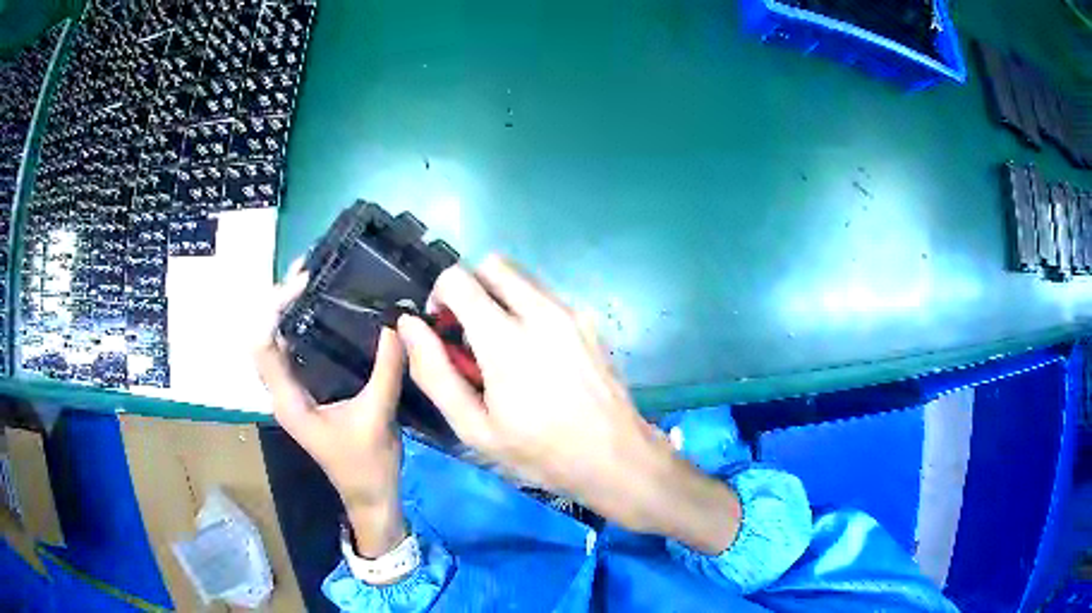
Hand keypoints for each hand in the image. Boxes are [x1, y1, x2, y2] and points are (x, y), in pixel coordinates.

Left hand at [254, 259, 406, 556]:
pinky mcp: (308, 392)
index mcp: (288, 401)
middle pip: (265, 336)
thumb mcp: (378, 417)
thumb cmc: (368, 466)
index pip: (263, 345)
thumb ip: (385, 370)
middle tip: (308, 268)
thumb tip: (396, 323)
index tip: (303, 283)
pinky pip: (294, 350)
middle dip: (279, 299)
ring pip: (277, 341)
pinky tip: (324, 310)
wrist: (370, 497)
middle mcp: (282, 392)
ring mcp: (293, 392)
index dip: (274, 309)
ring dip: (287, 309)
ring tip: (312, 278)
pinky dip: (302, 324)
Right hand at [398, 255, 739, 552]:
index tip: (442, 326)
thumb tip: (408, 325)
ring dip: (500, 297)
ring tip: (504, 347)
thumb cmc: (540, 452)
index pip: (459, 278)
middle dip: (471, 286)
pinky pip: (547, 296)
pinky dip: (529, 309)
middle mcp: (541, 312)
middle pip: (493, 264)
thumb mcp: (474, 427)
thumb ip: (434, 372)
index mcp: (506, 339)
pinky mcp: (590, 321)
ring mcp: (572, 313)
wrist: (615, 457)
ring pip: (522, 277)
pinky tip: (537, 354)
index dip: (440, 294)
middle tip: (470, 331)